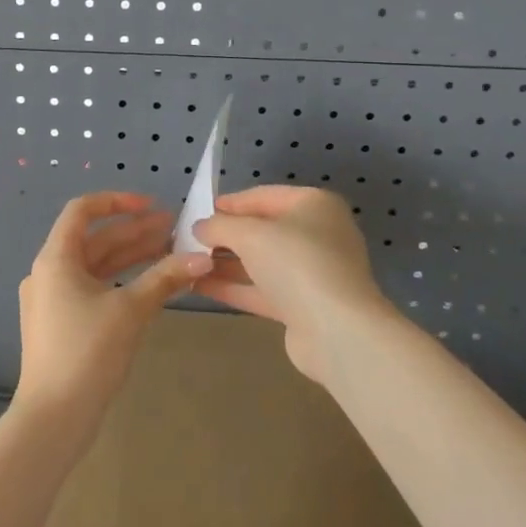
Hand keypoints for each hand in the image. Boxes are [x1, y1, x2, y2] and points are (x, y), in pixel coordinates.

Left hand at [13, 191, 212, 426]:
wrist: (54, 417)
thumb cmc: (87, 352)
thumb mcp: (130, 310)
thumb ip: (165, 278)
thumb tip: (202, 257)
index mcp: (55, 259)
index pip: (83, 210)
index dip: (118, 202)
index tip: (153, 206)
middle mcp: (49, 273)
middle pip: (95, 240)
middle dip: (135, 232)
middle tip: (175, 230)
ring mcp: (53, 300)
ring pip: (97, 267)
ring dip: (132, 258)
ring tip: (171, 252)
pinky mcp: (61, 324)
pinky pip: (93, 290)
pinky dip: (122, 283)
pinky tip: (153, 286)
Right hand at [193, 186, 393, 385]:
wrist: (337, 330)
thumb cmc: (296, 263)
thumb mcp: (250, 234)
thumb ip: (219, 226)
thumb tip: (200, 227)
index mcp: (314, 205)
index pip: (264, 196)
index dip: (230, 202)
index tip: (199, 210)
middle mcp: (318, 235)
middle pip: (264, 230)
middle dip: (226, 235)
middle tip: (190, 239)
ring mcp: (313, 273)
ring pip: (262, 262)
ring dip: (226, 263)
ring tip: (188, 263)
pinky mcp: (304, 306)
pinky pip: (264, 290)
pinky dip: (235, 287)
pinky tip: (200, 286)